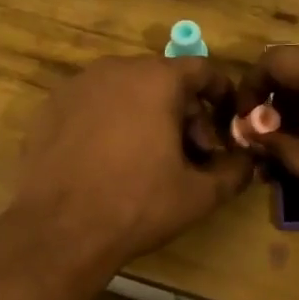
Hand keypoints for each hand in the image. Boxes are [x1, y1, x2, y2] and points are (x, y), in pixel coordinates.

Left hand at [11, 55, 252, 265]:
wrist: (59, 230)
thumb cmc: (137, 205)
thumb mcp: (199, 194)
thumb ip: (234, 171)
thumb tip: (248, 160)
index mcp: (156, 79)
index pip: (202, 70)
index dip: (221, 95)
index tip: (228, 122)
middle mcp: (116, 69)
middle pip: (163, 79)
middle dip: (184, 112)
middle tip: (191, 153)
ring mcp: (78, 85)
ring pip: (127, 90)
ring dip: (147, 115)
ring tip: (150, 158)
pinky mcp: (50, 106)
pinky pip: (94, 105)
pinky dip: (110, 122)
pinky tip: (109, 160)